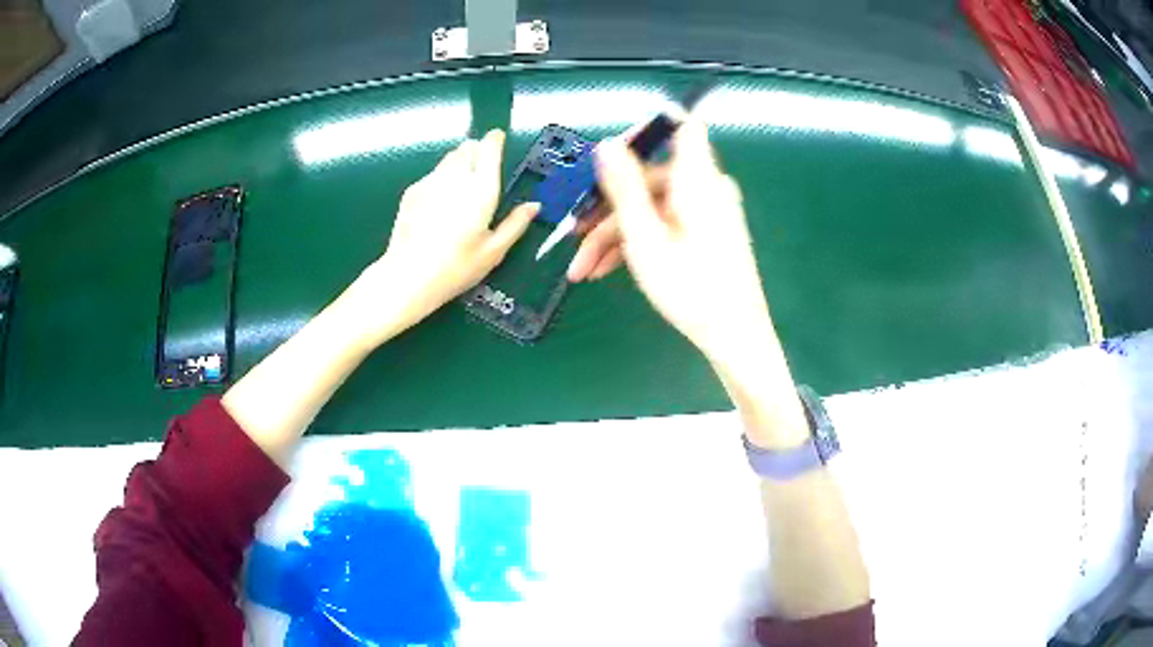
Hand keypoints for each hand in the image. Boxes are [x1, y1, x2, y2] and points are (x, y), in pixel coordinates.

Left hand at [343, 130, 537, 346]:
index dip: (495, 140)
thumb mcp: (494, 252)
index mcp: (481, 189)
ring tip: (463, 185)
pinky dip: (441, 178)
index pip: (489, 149)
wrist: (407, 276)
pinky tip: (440, 203)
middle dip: (477, 151)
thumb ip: (516, 224)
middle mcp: (456, 177)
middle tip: (483, 168)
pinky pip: (432, 174)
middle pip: (468, 148)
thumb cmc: (456, 268)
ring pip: (449, 158)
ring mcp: (430, 181)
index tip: (499, 139)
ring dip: (459, 162)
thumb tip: (533, 206)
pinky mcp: (412, 191)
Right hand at [587, 119, 775, 368]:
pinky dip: (635, 243)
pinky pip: (664, 225)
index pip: (681, 127)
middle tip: (572, 235)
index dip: (644, 131)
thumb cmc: (692, 288)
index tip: (605, 158)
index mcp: (697, 179)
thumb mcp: (645, 237)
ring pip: (650, 207)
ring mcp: (705, 212)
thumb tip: (606, 143)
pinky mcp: (704, 233)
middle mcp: (704, 188)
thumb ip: (624, 186)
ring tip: (581, 271)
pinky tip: (604, 271)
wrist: (735, 338)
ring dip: (612, 235)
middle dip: (606, 207)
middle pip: (648, 178)